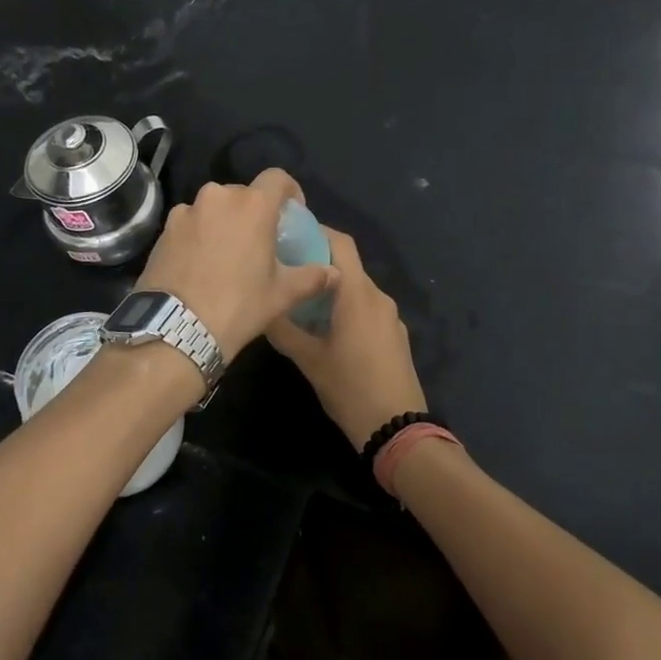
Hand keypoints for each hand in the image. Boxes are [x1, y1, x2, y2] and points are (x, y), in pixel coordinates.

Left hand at [137, 168, 338, 361]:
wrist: (175, 328)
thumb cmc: (238, 306)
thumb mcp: (281, 295)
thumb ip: (312, 278)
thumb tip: (334, 273)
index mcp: (252, 205)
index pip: (277, 178)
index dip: (289, 191)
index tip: (292, 212)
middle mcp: (218, 197)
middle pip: (243, 193)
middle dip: (254, 210)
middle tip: (259, 240)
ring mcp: (186, 211)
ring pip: (213, 207)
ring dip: (223, 221)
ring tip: (227, 253)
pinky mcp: (164, 229)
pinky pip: (190, 222)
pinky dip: (198, 234)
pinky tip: (200, 263)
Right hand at [265, 227, 426, 449]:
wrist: (398, 428)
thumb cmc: (351, 388)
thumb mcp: (309, 360)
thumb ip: (284, 330)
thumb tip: (263, 308)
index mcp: (358, 294)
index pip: (340, 243)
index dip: (316, 231)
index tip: (288, 234)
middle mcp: (378, 297)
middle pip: (347, 265)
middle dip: (317, 263)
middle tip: (285, 271)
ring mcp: (390, 316)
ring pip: (356, 289)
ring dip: (331, 289)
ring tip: (300, 301)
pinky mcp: (395, 335)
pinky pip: (367, 308)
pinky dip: (346, 307)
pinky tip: (326, 328)